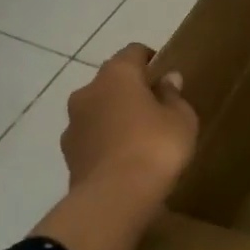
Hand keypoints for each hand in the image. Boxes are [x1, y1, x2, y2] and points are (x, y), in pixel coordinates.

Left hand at [60, 44, 198, 215]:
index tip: (164, 72)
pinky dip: (106, 141)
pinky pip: (92, 137)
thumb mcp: (181, 119)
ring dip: (114, 116)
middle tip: (155, 107)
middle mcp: (88, 91)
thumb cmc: (156, 146)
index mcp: (117, 75)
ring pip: (98, 110)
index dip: (150, 59)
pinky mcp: (68, 154)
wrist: (115, 197)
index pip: (133, 52)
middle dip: (131, 90)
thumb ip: (173, 96)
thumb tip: (167, 79)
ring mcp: (73, 124)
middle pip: (112, 81)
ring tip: (139, 137)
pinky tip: (124, 159)